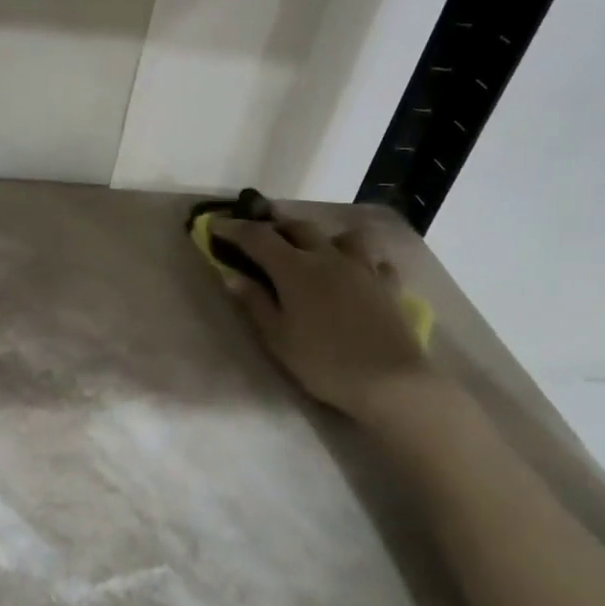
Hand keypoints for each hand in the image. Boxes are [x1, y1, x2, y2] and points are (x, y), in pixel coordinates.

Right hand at [210, 215, 435, 417]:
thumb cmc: (323, 362)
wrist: (389, 380)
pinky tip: (357, 274)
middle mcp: (328, 257)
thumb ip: (255, 303)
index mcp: (295, 268)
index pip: (257, 237)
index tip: (215, 225)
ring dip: (324, 237)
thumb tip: (232, 276)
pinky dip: (361, 261)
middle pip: (298, 227)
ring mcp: (362, 267)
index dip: (233, 229)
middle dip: (275, 225)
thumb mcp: (278, 338)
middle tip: (260, 234)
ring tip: (316, 250)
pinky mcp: (388, 284)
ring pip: (343, 235)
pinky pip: (374, 260)